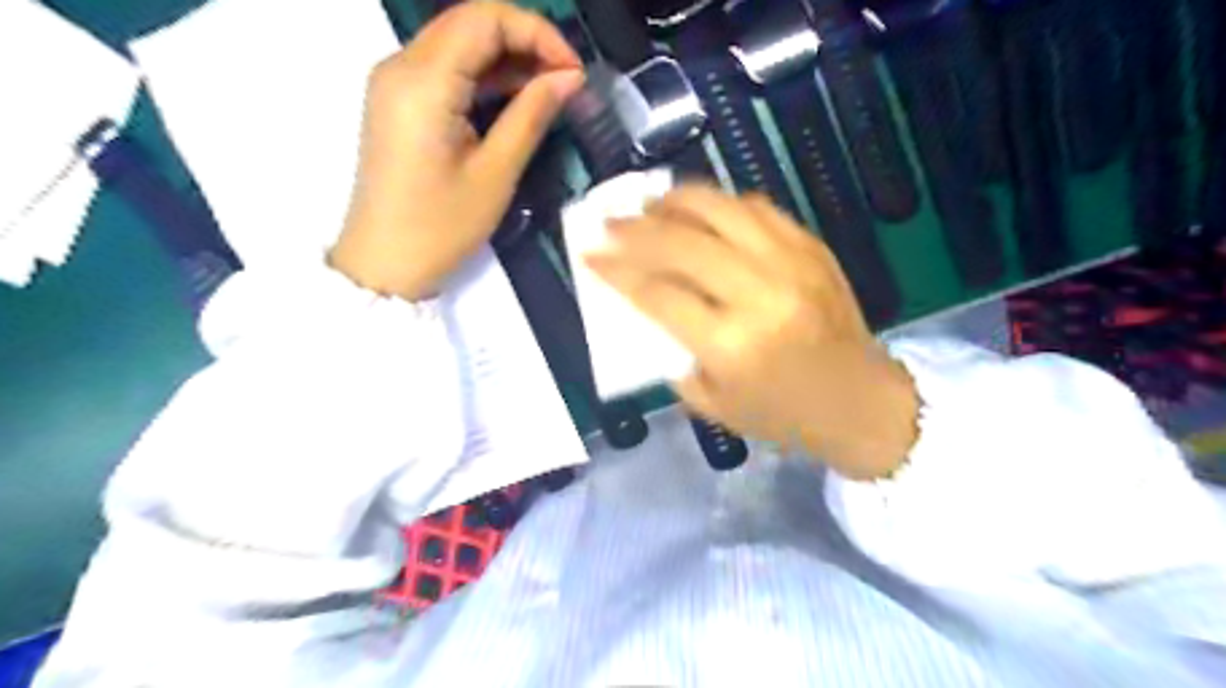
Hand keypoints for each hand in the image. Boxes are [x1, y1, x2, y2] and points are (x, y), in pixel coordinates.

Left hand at [328, 1, 584, 300]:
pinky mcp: (399, 102)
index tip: (574, 71)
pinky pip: (446, 69)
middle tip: (566, 80)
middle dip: (525, 40)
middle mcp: (401, 65)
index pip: (485, 19)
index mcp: (423, 81)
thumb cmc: (441, 227)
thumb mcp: (496, 173)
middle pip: (470, 22)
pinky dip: (484, 76)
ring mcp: (395, 82)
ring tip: (550, 91)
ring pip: (459, 43)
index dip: (538, 32)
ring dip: (508, 58)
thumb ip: (532, 115)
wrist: (385, 263)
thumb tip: (569, 78)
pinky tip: (517, 98)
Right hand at [587, 187, 920, 481]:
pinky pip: (756, 208)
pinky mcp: (811, 247)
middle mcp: (760, 295)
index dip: (616, 270)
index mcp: (731, 345)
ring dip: (674, 201)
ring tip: (649, 205)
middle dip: (634, 229)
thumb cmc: (780, 413)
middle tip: (607, 222)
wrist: (860, 401)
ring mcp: (791, 263)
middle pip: (682, 243)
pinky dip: (719, 204)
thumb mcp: (711, 402)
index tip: (588, 254)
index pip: (657, 293)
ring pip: (720, 210)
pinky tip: (700, 210)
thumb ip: (671, 353)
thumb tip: (642, 304)